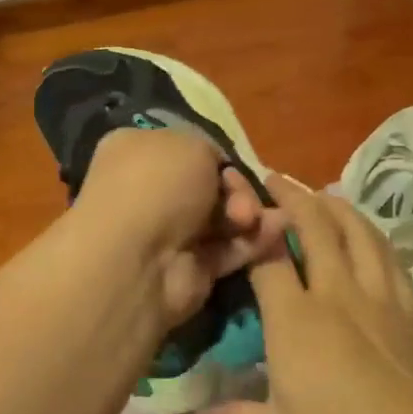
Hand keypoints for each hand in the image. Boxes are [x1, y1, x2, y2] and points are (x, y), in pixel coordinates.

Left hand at [71, 127, 288, 326]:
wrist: (139, 259)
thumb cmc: (157, 185)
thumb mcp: (191, 144)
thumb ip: (211, 151)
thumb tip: (218, 171)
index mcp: (136, 152)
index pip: (185, 149)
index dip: (215, 157)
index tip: (232, 164)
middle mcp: (148, 191)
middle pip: (209, 185)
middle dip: (235, 189)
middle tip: (242, 201)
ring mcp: (168, 233)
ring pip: (222, 218)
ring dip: (249, 215)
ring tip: (259, 219)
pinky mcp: (190, 269)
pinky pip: (229, 249)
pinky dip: (253, 242)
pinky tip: (276, 233)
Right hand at [202, 178, 412, 413]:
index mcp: (296, 321)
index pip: (267, 258)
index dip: (252, 231)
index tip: (240, 214)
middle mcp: (337, 294)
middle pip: (315, 227)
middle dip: (292, 197)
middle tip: (275, 179)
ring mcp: (380, 298)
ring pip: (358, 232)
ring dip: (336, 205)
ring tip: (321, 195)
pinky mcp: (412, 311)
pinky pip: (390, 256)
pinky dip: (372, 234)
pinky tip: (368, 235)